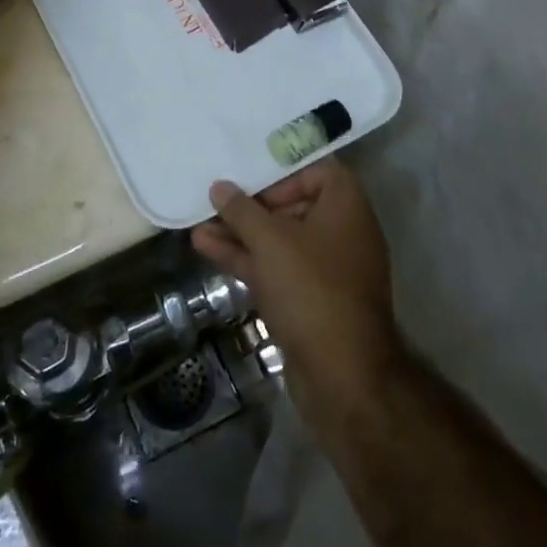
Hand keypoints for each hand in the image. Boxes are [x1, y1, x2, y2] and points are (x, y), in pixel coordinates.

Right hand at [192, 158, 402, 419]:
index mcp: (347, 208)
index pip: (318, 172)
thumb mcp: (270, 241)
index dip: (283, 174)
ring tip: (199, 226)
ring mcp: (327, 271)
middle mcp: (342, 234)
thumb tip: (220, 187)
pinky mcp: (311, 301)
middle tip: (218, 205)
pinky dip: (248, 260)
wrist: (341, 375)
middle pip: (294, 207)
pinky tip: (208, 250)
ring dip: (241, 235)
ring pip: (280, 242)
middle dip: (251, 208)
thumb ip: (241, 210)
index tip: (252, 183)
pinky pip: (278, 269)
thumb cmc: (310, 288)